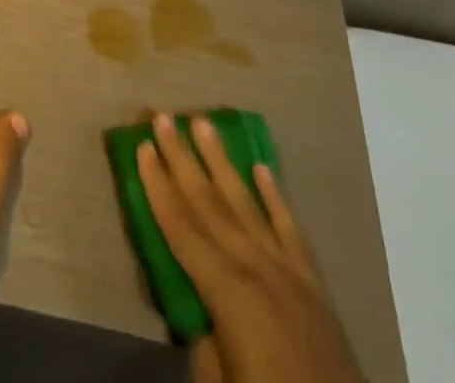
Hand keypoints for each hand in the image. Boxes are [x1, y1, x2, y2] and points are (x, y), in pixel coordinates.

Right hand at [139, 113, 362, 382]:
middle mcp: (254, 266)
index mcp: (227, 290)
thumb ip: (202, 338)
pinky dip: (274, 196)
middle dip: (181, 158)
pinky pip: (290, 229)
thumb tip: (194, 305)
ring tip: (203, 123)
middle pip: (209, 202)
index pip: (181, 227)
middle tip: (162, 117)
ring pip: (246, 202)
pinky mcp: (313, 283)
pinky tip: (261, 168)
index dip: (158, 186)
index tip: (141, 145)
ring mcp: (287, 270)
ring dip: (221, 161)